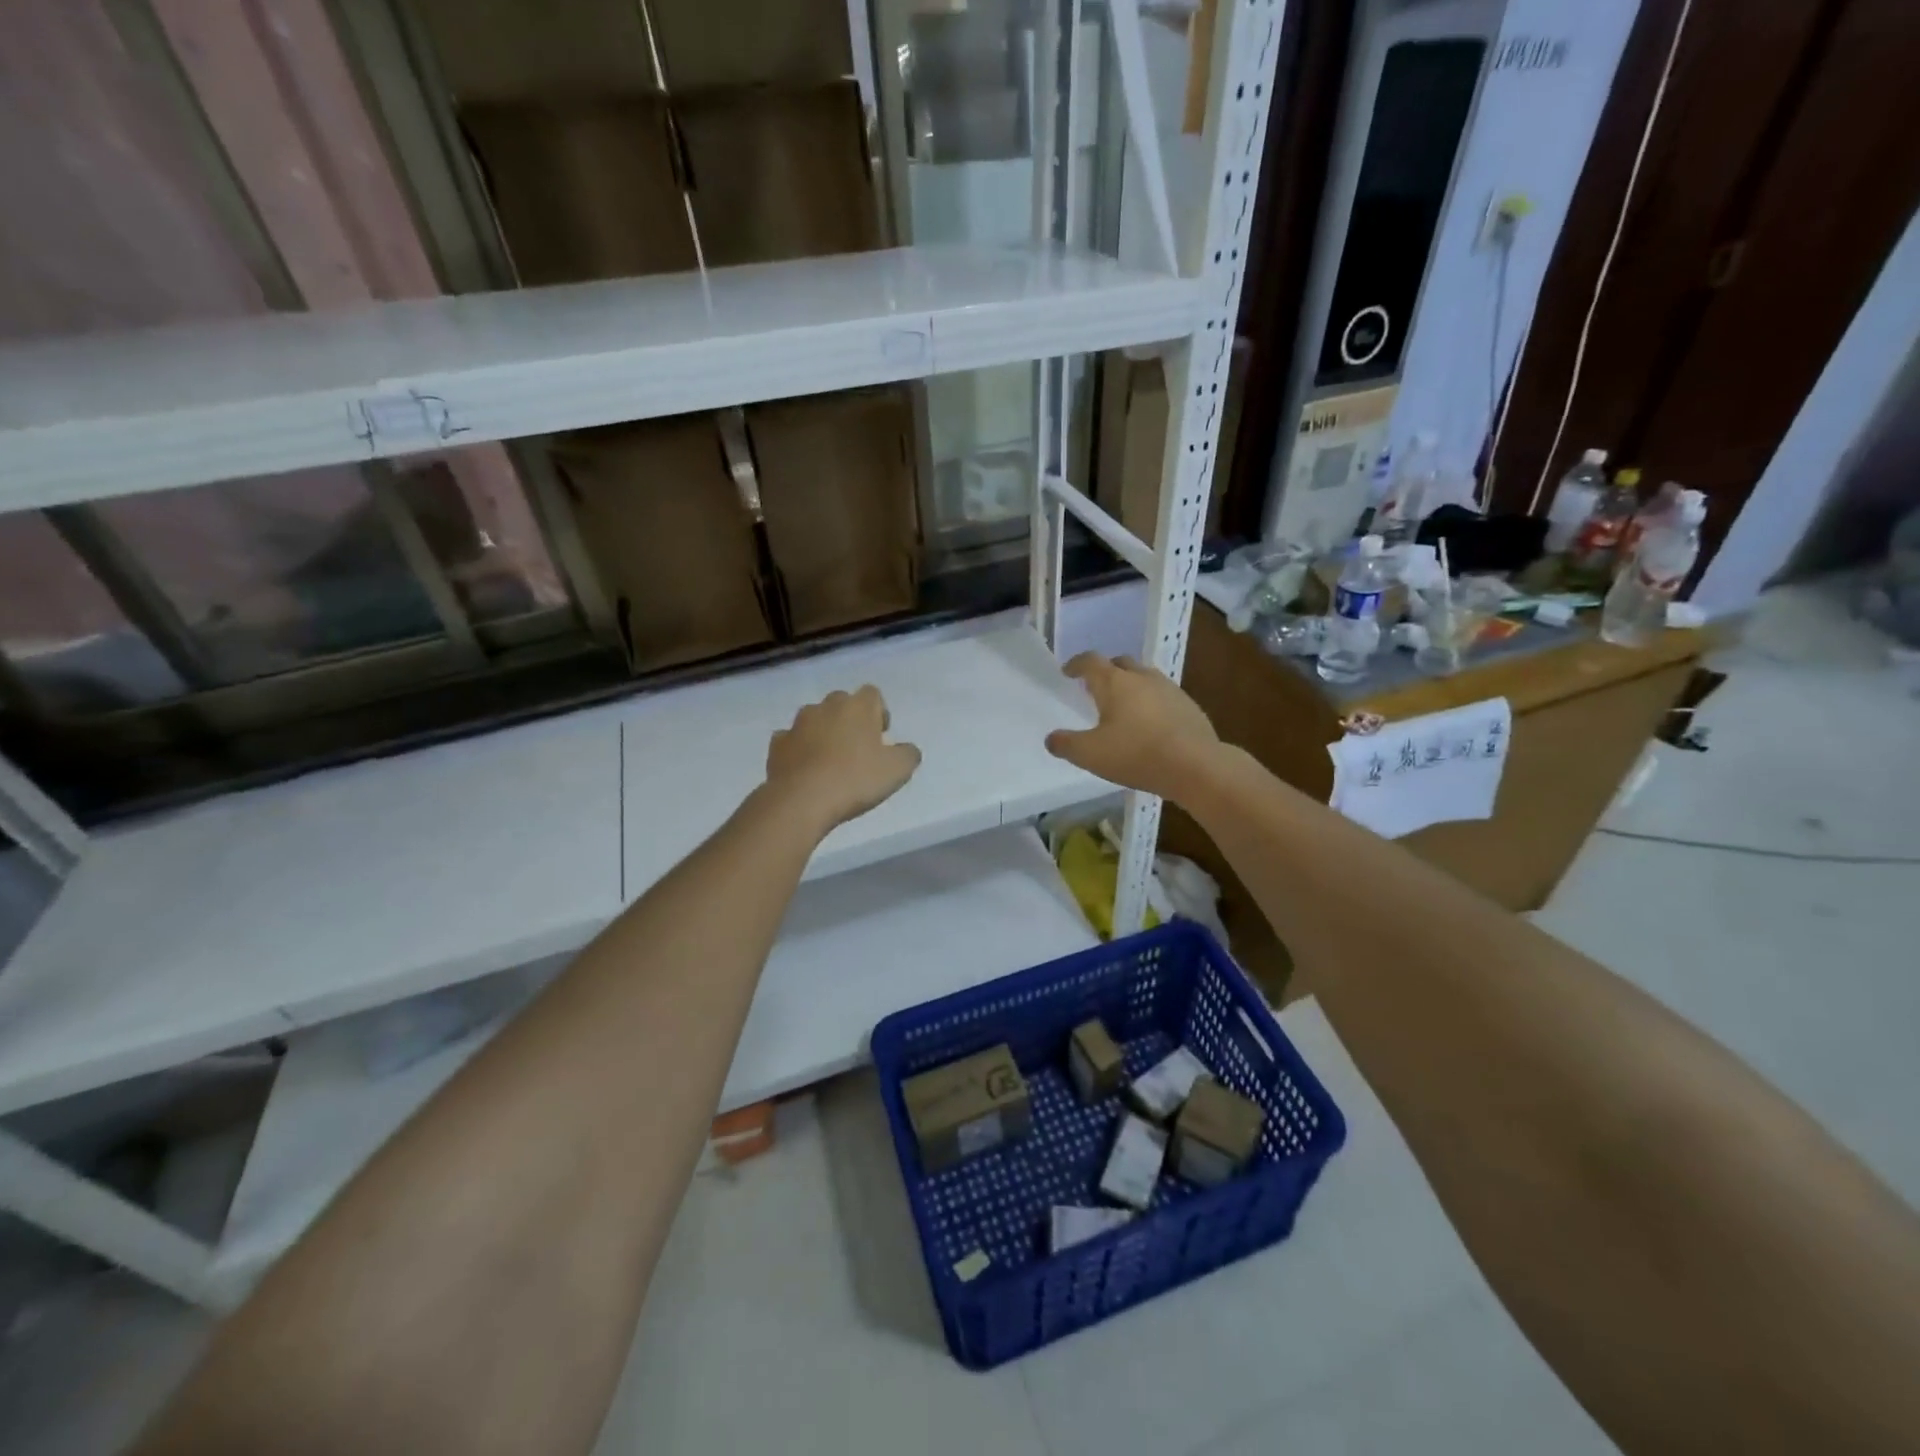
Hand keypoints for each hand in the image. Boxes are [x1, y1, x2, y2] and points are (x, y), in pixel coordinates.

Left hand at [766, 685, 921, 833]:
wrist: (802, 800)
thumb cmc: (855, 780)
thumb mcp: (897, 771)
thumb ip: (908, 754)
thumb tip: (907, 749)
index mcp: (858, 707)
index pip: (872, 694)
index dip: (878, 712)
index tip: (881, 736)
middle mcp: (826, 707)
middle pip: (842, 703)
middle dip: (850, 720)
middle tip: (857, 749)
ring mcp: (798, 724)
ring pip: (815, 720)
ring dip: (823, 733)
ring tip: (830, 761)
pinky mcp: (777, 744)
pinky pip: (791, 740)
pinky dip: (799, 750)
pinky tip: (806, 770)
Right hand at [1045, 653, 1220, 801]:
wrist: (1196, 766)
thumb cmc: (1136, 754)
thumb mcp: (1091, 755)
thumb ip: (1066, 745)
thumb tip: (1051, 739)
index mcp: (1115, 682)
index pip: (1090, 661)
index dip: (1076, 664)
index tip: (1068, 672)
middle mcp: (1142, 677)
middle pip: (1120, 663)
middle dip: (1105, 672)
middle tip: (1095, 688)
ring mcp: (1169, 689)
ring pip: (1144, 677)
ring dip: (1130, 686)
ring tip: (1123, 706)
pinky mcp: (1189, 706)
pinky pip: (1163, 696)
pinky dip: (1151, 703)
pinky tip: (1150, 724)